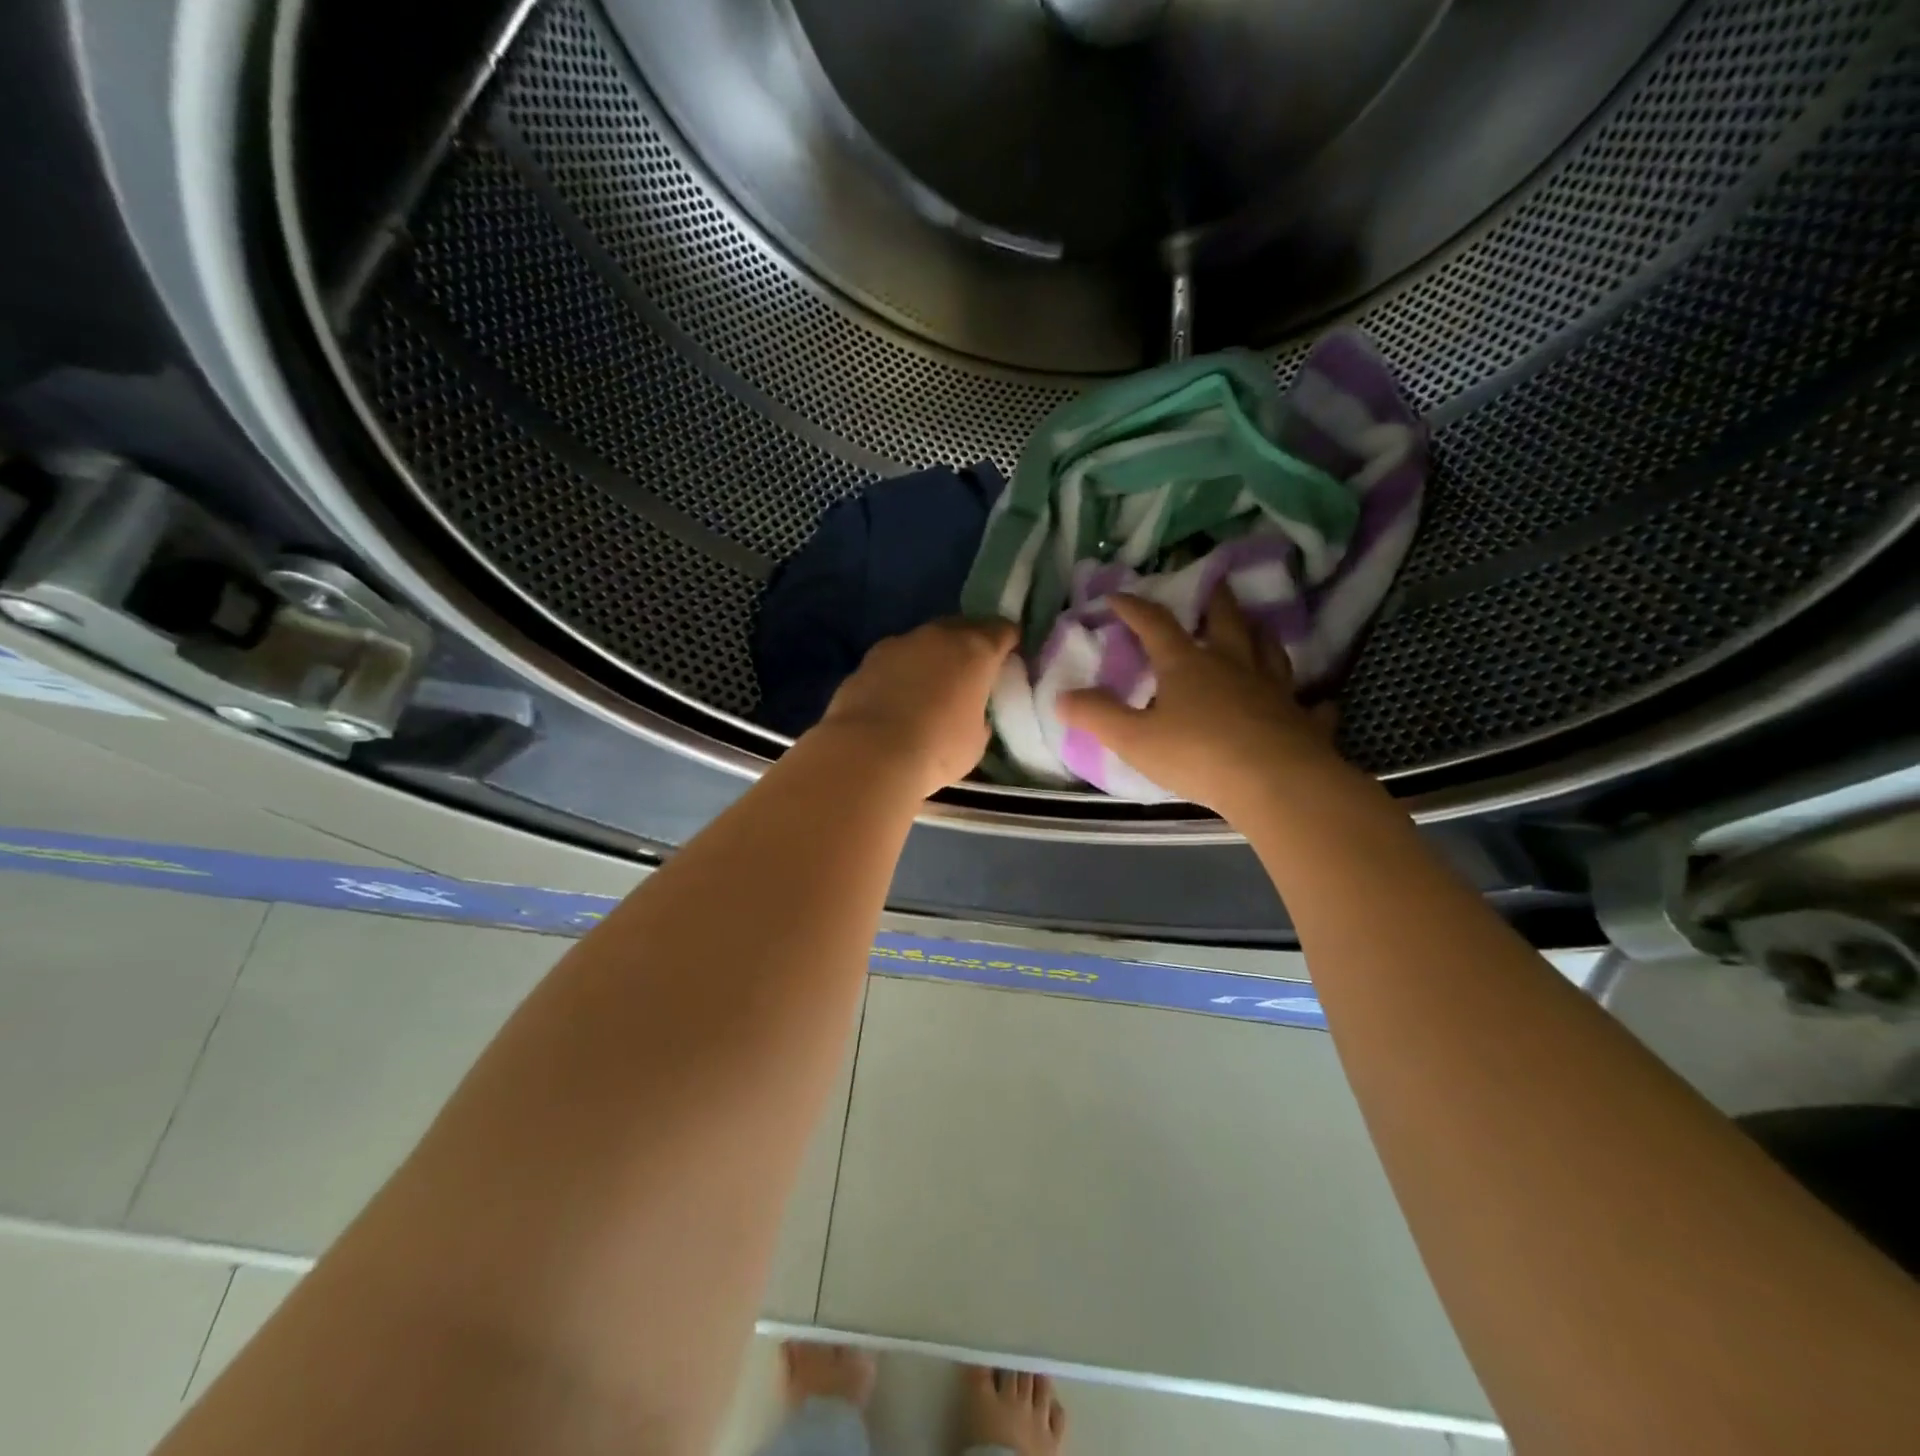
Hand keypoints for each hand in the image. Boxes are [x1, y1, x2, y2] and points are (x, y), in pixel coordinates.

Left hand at [818, 617, 1017, 797]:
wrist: (869, 754)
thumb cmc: (937, 748)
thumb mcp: (976, 740)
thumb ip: (979, 715)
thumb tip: (970, 711)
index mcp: (974, 650)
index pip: (1002, 630)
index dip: (1009, 641)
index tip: (1012, 654)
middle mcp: (936, 637)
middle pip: (961, 628)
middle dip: (970, 644)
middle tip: (974, 668)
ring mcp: (897, 645)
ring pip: (924, 642)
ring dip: (932, 657)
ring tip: (934, 684)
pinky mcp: (865, 662)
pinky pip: (894, 661)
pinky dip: (902, 673)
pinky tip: (900, 697)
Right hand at [1058, 587, 1341, 814]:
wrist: (1275, 784)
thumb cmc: (1197, 755)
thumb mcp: (1133, 739)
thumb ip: (1097, 716)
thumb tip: (1062, 697)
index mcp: (1187, 665)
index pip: (1156, 624)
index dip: (1134, 608)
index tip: (1118, 595)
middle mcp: (1233, 666)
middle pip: (1226, 621)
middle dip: (1215, 601)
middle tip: (1215, 583)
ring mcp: (1274, 690)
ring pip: (1270, 652)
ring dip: (1261, 636)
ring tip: (1257, 628)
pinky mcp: (1303, 721)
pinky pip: (1311, 706)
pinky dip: (1312, 702)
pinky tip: (1316, 702)